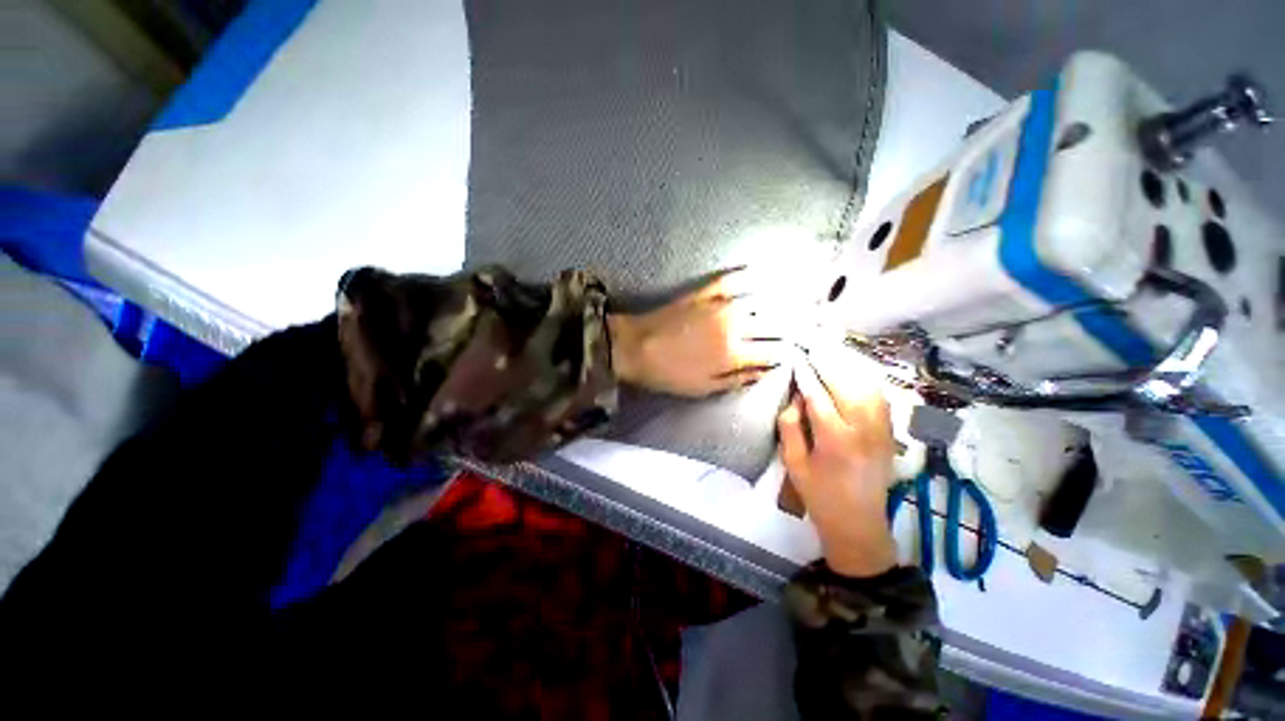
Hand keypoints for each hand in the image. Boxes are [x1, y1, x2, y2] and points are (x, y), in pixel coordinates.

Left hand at [607, 268, 790, 396]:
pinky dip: (749, 275)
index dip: (786, 353)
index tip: (796, 351)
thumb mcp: (704, 387)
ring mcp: (720, 305)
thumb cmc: (669, 373)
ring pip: (761, 300)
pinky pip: (732, 280)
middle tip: (807, 325)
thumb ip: (738, 379)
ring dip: (782, 302)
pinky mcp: (705, 292)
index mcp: (734, 353)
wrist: (635, 347)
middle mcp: (735, 326)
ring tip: (798, 300)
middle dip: (794, 326)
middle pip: (774, 324)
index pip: (772, 352)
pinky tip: (762, 272)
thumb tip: (766, 371)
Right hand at [777, 347, 897, 577]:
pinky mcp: (889, 434)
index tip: (797, 358)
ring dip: (850, 368)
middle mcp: (864, 430)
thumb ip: (791, 427)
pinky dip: (867, 382)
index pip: (819, 396)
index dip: (806, 375)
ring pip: (869, 388)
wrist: (859, 523)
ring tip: (832, 354)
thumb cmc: (819, 495)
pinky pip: (881, 399)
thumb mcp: (794, 464)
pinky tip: (855, 373)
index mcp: (836, 440)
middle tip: (814, 346)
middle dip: (829, 363)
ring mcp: (882, 431)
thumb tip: (795, 399)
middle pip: (847, 386)